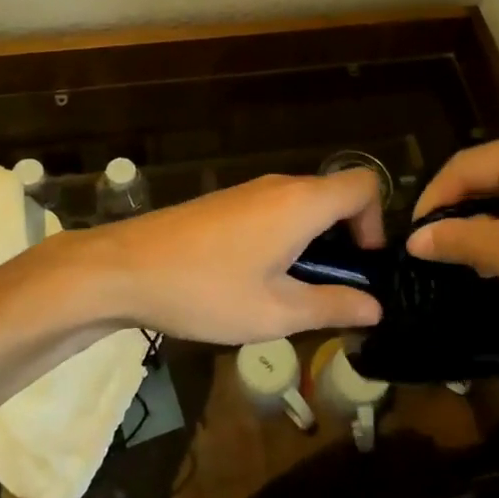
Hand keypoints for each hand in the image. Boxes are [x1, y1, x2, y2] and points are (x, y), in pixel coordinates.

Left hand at [73, 170, 385, 344]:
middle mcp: (280, 186)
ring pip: (304, 205)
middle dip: (346, 239)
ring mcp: (250, 191)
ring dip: (314, 242)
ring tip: (293, 292)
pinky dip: (286, 237)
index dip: (376, 223)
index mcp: (301, 203)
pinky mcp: (227, 203)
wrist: (122, 269)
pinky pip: (276, 210)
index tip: (360, 266)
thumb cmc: (205, 290)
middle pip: (335, 196)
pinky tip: (258, 279)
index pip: (364, 186)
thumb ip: (332, 306)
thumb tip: (375, 307)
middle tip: (331, 290)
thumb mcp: (275, 312)